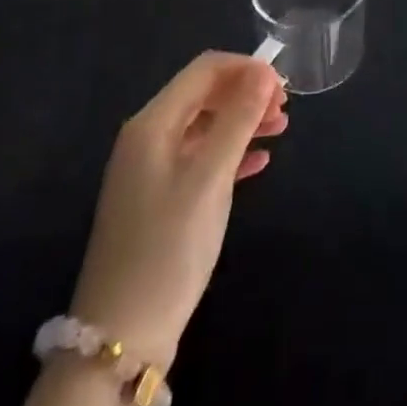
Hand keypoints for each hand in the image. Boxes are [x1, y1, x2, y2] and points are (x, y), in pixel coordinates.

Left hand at [67, 52, 288, 368]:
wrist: (121, 336)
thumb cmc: (167, 247)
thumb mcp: (210, 178)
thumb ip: (238, 120)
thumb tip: (264, 72)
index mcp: (153, 124)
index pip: (204, 70)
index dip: (246, 68)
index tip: (283, 86)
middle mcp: (148, 138)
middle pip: (204, 94)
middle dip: (246, 92)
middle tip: (285, 110)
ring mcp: (152, 170)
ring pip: (205, 126)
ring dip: (243, 120)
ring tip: (281, 129)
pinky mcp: (160, 199)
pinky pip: (201, 158)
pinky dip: (232, 152)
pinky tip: (260, 162)